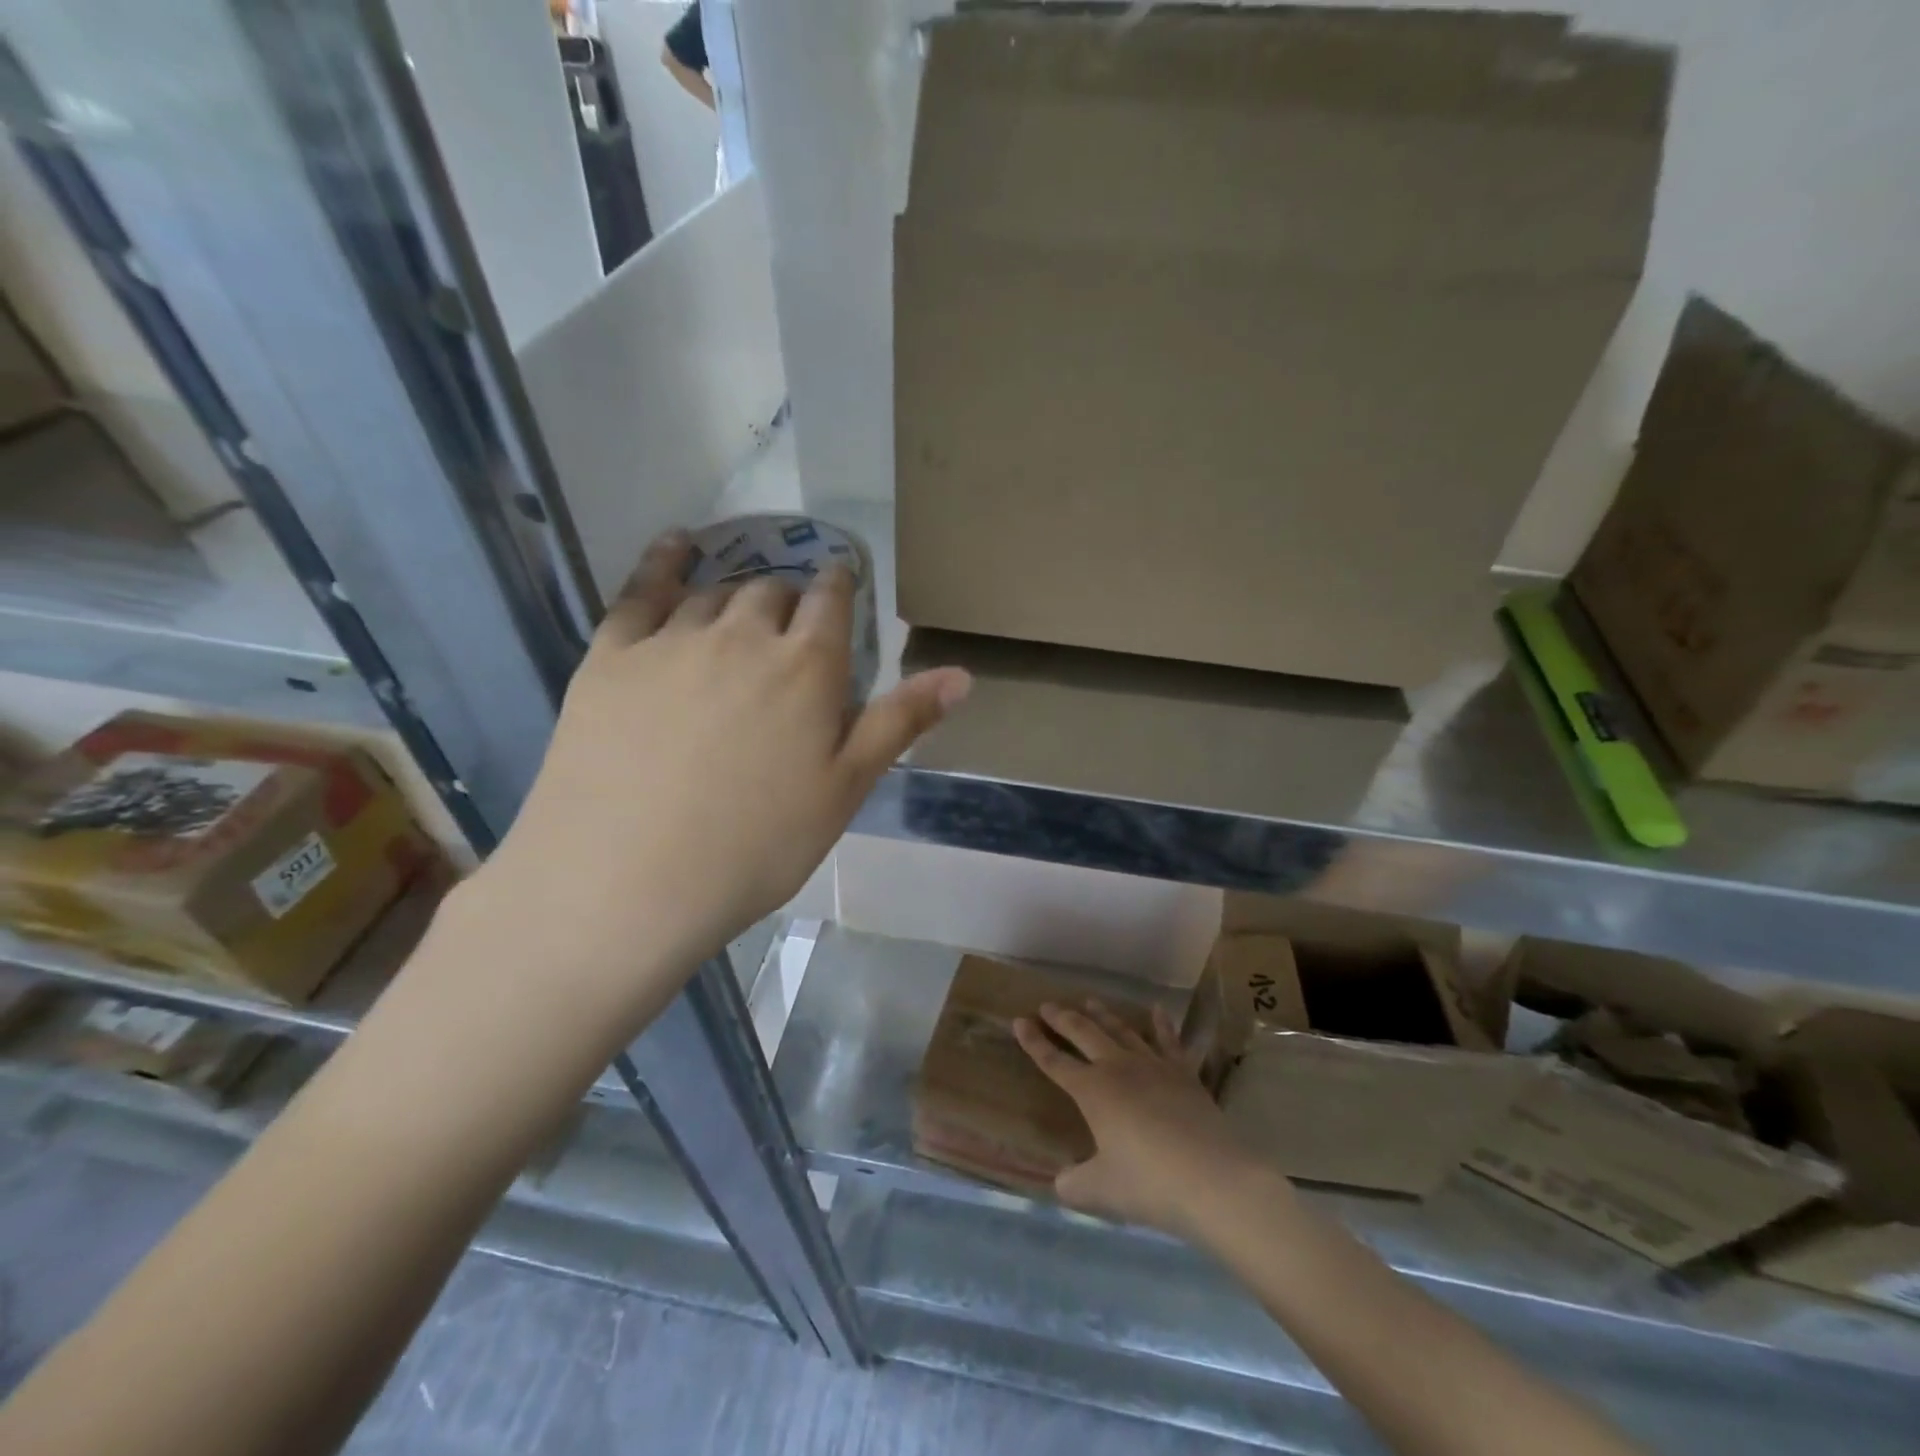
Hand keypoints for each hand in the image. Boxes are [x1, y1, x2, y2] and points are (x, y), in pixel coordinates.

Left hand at [465, 531, 970, 1016]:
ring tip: (738, 614)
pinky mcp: (612, 655)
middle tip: (788, 630)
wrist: (628, 881)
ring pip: (714, 592)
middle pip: (771, 592)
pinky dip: (664, 561)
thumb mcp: (845, 789)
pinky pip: (641, 589)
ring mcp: (672, 640)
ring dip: (735, 596)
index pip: (831, 600)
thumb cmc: (757, 845)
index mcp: (807, 666)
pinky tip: (676, 548)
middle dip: (787, 600)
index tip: (842, 582)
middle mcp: (743, 634)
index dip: (839, 585)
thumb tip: (962, 674)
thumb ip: (900, 722)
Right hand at [1014, 999, 1263, 1237]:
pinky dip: (1162, 1024)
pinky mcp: (1184, 1074)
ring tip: (1090, 1001)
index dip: (1034, 1042)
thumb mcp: (1100, 1191)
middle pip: (1084, 1034)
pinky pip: (1170, 1042)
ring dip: (1103, 1015)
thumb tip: (1063, 1181)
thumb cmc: (1149, 1184)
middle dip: (1063, 1018)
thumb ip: (1074, 1184)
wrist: (1212, 1179)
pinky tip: (1158, 1010)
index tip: (1019, 1021)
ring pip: (1122, 1031)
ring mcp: (1153, 1067)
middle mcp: (1118, 1068)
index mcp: (1092, 1091)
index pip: (1054, 1062)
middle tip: (1048, 1005)